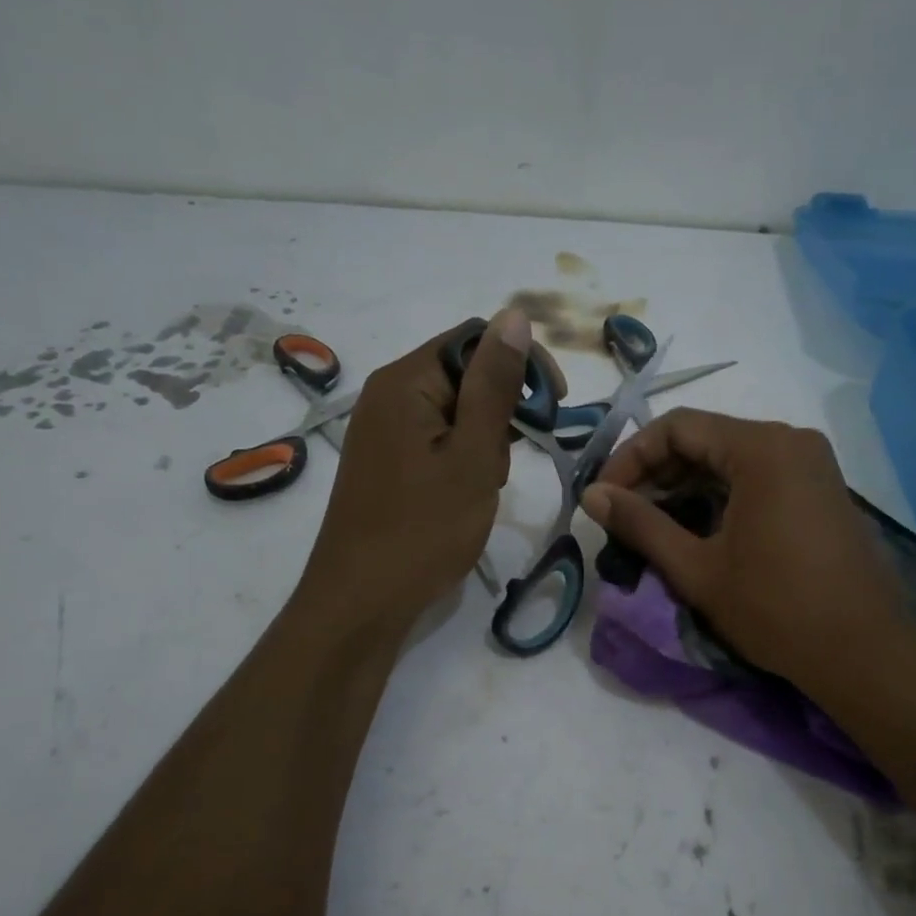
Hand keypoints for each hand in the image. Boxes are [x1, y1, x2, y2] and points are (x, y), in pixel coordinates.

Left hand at [301, 311, 532, 635]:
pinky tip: (466, 495)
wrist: (362, 600)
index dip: (521, 364)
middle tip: (504, 463)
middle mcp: (388, 395)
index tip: (553, 407)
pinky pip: (437, 440)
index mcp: (405, 381)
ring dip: (484, 441)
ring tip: (482, 488)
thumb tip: (514, 315)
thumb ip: (495, 385)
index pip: (475, 338)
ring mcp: (384, 430)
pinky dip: (462, 459)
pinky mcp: (387, 461)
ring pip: (455, 411)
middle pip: (464, 374)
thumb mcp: (473, 455)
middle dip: (500, 411)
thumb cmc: (424, 528)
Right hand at [580, 409, 910, 688]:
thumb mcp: (697, 568)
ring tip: (652, 526)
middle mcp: (791, 441)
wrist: (863, 652)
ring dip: (686, 486)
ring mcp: (812, 465)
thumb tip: (592, 495)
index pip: (677, 427)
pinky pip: (758, 476)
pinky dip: (720, 495)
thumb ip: (640, 524)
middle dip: (657, 473)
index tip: (605, 497)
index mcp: (762, 448)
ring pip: (731, 459)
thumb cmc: (775, 609)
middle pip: (705, 439)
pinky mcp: (821, 490)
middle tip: (623, 515)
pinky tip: (697, 529)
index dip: (630, 457)